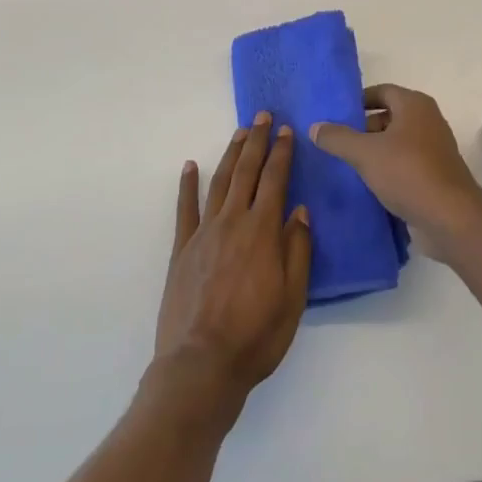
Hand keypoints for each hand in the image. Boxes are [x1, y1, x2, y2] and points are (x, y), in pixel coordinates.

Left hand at [154, 115, 312, 418]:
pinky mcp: (182, 249)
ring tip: (240, 132)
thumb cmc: (256, 336)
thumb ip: (297, 251)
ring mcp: (204, 233)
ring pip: (220, 182)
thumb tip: (299, 211)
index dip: (282, 153)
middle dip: (257, 141)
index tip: (287, 131)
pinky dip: (187, 185)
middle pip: (247, 172)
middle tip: (263, 116)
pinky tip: (190, 166)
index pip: (275, 180)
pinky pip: (185, 209)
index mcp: (262, 232)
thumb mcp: (293, 298)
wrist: (201, 365)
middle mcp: (233, 222)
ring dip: (231, 154)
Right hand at [310, 85, 481, 250]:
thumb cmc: (407, 172)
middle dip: (363, 128)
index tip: (336, 115)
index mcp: (414, 105)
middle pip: (389, 116)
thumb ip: (337, 138)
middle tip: (337, 142)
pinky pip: (405, 163)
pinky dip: (388, 169)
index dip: (358, 101)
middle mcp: (428, 120)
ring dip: (374, 151)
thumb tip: (315, 126)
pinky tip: (368, 184)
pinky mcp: (436, 174)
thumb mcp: (364, 153)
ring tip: (347, 164)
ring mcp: (435, 148)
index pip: (382, 91)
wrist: (450, 217)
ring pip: (396, 142)